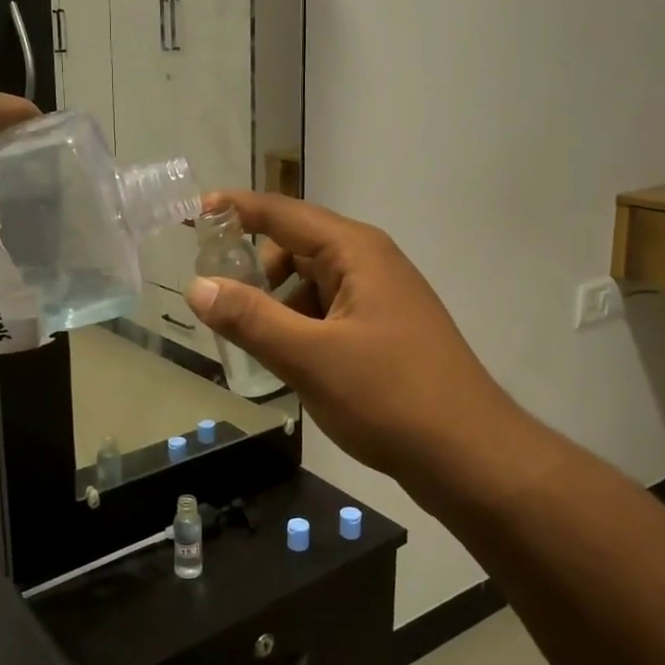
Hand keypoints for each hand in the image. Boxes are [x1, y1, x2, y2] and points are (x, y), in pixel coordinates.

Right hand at [186, 191, 522, 487]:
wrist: (469, 455)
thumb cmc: (389, 396)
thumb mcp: (309, 357)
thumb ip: (250, 318)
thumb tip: (198, 286)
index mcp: (356, 251)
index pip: (284, 213)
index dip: (237, 209)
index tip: (195, 213)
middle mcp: (371, 262)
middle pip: (297, 247)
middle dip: (257, 270)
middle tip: (222, 305)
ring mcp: (383, 297)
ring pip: (312, 284)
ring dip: (279, 304)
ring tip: (255, 344)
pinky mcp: (387, 330)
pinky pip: (331, 312)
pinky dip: (303, 326)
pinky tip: (291, 362)